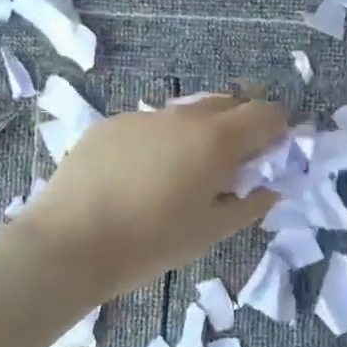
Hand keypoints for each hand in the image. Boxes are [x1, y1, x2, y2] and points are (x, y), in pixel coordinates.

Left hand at [17, 93, 286, 296]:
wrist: (70, 242)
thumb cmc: (150, 242)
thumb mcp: (209, 232)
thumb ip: (248, 206)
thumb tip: (269, 189)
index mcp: (215, 140)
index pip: (265, 113)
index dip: (277, 129)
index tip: (271, 153)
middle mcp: (182, 116)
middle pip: (227, 103)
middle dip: (240, 125)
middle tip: (233, 163)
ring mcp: (142, 117)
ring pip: (185, 114)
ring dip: (199, 133)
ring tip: (183, 172)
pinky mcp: (110, 125)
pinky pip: (150, 126)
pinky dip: (160, 141)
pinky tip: (141, 175)